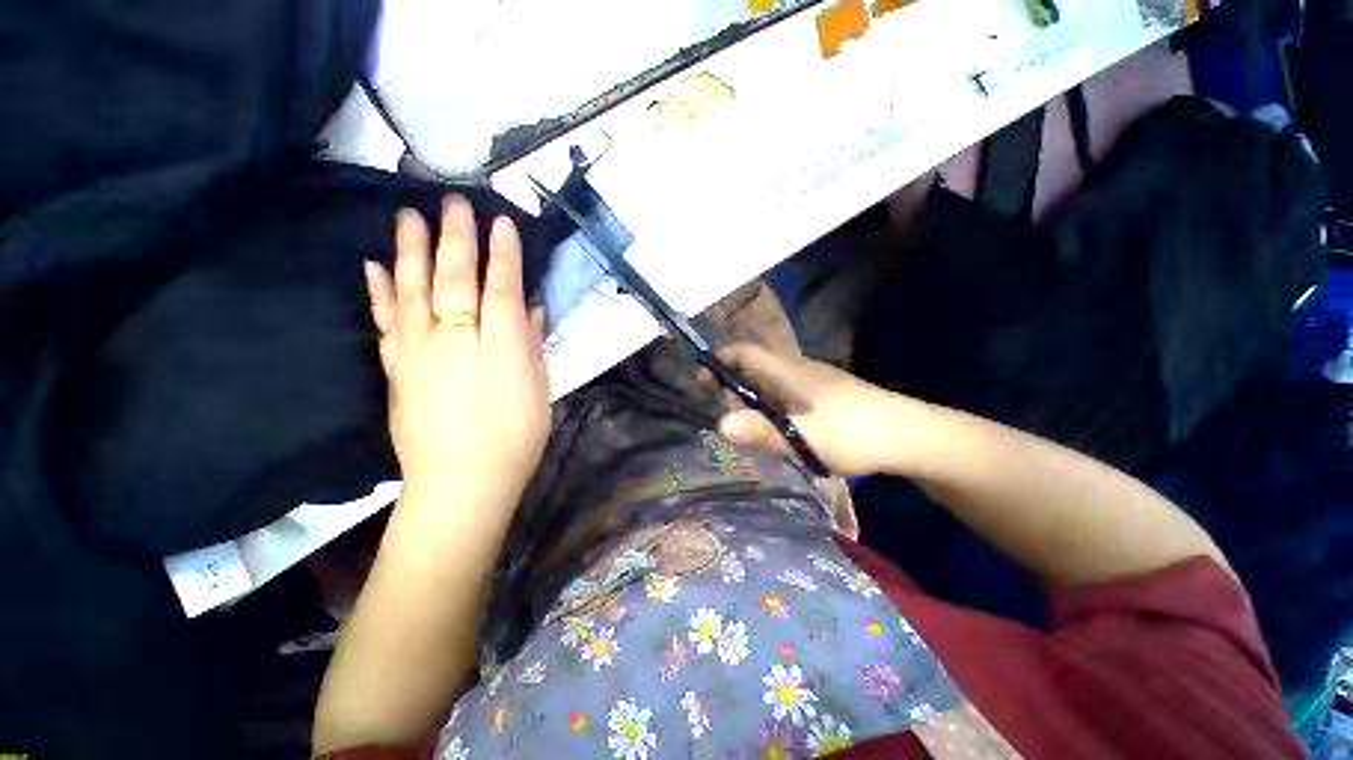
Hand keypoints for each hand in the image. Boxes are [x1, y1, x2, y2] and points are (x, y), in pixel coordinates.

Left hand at [365, 197, 549, 498]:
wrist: (463, 482)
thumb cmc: (516, 438)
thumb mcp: (539, 391)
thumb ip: (531, 345)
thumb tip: (530, 309)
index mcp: (500, 348)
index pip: (501, 289)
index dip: (503, 255)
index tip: (501, 222)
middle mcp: (456, 341)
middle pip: (453, 281)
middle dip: (455, 239)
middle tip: (453, 201)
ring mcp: (419, 353)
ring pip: (412, 292)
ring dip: (411, 251)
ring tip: (408, 216)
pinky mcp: (396, 369)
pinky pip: (385, 323)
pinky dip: (379, 292)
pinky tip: (375, 265)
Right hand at [711, 343, 915, 475]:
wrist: (911, 436)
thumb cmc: (855, 433)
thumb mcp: (804, 437)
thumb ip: (762, 431)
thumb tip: (720, 423)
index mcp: (790, 371)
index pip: (746, 353)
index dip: (720, 360)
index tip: (701, 380)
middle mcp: (799, 369)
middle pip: (756, 365)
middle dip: (731, 381)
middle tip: (718, 408)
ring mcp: (815, 382)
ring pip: (772, 381)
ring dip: (752, 395)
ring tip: (742, 422)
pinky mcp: (826, 395)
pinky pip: (786, 393)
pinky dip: (771, 404)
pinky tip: (775, 426)